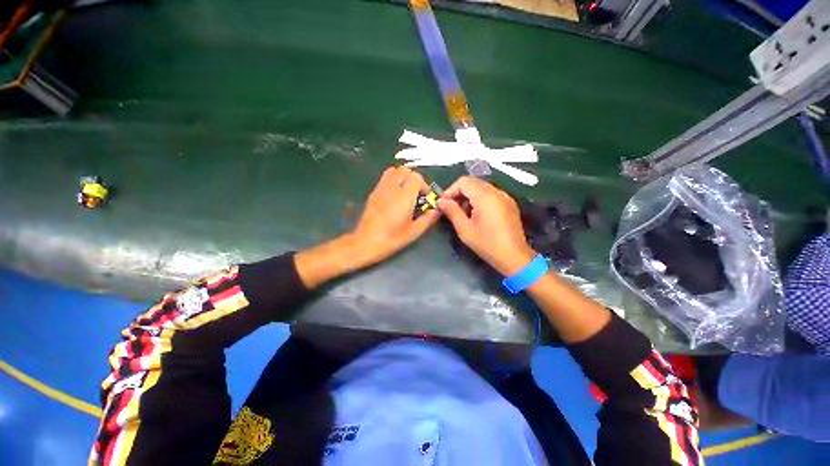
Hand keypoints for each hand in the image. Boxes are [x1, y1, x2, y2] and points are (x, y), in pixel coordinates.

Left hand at [348, 166, 439, 267]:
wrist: (365, 242)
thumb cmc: (391, 239)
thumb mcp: (413, 232)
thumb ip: (427, 219)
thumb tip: (437, 210)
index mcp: (403, 196)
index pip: (416, 177)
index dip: (424, 185)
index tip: (425, 198)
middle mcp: (392, 188)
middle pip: (405, 170)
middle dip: (414, 178)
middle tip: (417, 193)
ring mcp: (380, 188)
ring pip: (393, 171)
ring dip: (403, 177)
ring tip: (406, 191)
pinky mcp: (373, 193)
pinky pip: (385, 178)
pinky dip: (393, 180)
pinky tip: (394, 195)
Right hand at [438, 176, 534, 276]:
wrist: (514, 256)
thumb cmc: (487, 244)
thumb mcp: (465, 229)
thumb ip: (452, 211)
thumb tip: (441, 201)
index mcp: (485, 196)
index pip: (463, 181)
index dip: (450, 190)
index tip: (444, 204)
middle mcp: (496, 192)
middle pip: (473, 182)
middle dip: (459, 193)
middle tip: (451, 208)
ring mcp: (505, 197)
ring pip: (481, 188)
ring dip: (469, 196)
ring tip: (463, 213)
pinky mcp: (509, 203)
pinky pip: (490, 194)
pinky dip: (480, 199)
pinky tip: (476, 215)